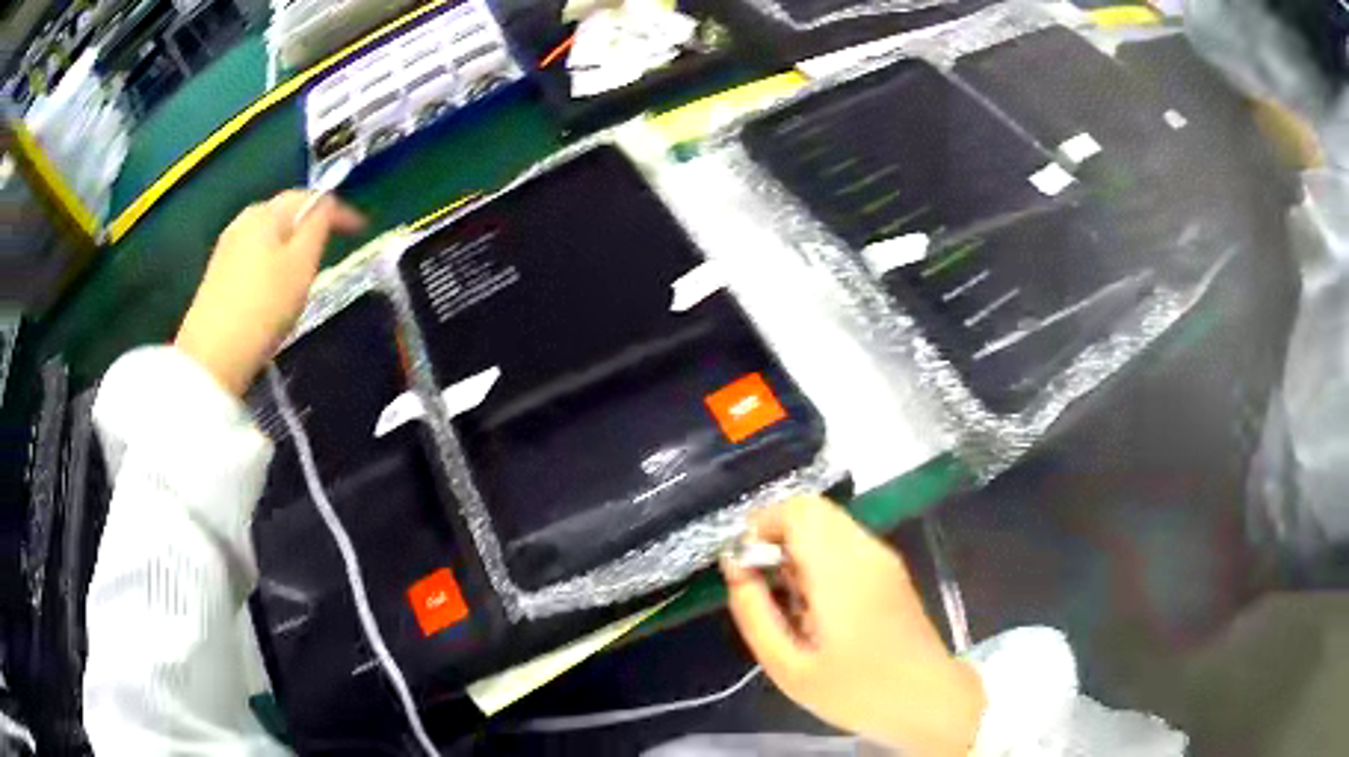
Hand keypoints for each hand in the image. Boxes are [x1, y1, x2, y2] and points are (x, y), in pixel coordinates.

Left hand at [175, 191, 365, 394]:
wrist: (213, 357)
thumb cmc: (263, 307)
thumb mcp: (301, 264)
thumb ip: (317, 227)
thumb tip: (326, 204)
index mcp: (267, 213)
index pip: (309, 198)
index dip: (339, 210)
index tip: (361, 228)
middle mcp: (244, 220)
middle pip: (285, 212)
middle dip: (310, 223)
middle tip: (332, 244)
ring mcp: (226, 248)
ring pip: (268, 235)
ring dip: (289, 244)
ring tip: (305, 267)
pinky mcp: (217, 276)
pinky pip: (254, 256)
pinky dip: (270, 262)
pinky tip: (274, 285)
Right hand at [722, 496, 985, 756]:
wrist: (927, 699)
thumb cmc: (856, 691)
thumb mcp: (788, 667)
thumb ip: (755, 614)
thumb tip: (737, 571)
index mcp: (841, 570)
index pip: (797, 510)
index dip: (760, 526)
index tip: (743, 567)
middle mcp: (865, 550)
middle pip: (812, 510)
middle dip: (776, 536)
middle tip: (763, 585)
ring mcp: (883, 557)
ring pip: (828, 524)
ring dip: (798, 548)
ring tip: (790, 601)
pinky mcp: (891, 570)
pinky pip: (845, 542)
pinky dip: (819, 558)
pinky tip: (817, 605)